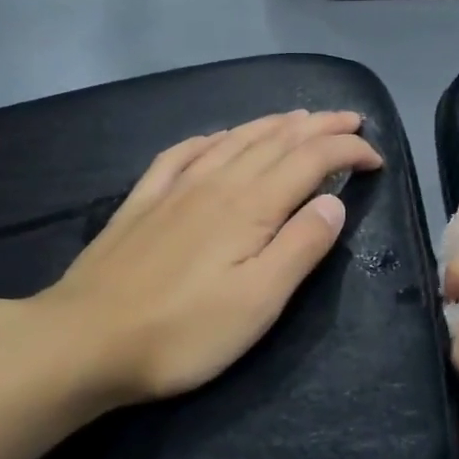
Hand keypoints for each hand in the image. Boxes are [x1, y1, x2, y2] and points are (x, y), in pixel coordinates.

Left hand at [25, 110, 381, 406]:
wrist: (81, 341)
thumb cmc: (182, 331)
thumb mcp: (259, 301)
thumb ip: (302, 246)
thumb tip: (335, 201)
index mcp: (252, 206)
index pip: (312, 161)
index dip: (349, 152)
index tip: (377, 158)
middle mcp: (218, 183)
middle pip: (277, 140)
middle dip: (320, 126)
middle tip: (351, 120)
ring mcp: (176, 189)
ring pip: (235, 139)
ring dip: (274, 124)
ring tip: (300, 117)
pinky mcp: (143, 202)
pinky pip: (183, 153)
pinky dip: (211, 137)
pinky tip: (216, 137)